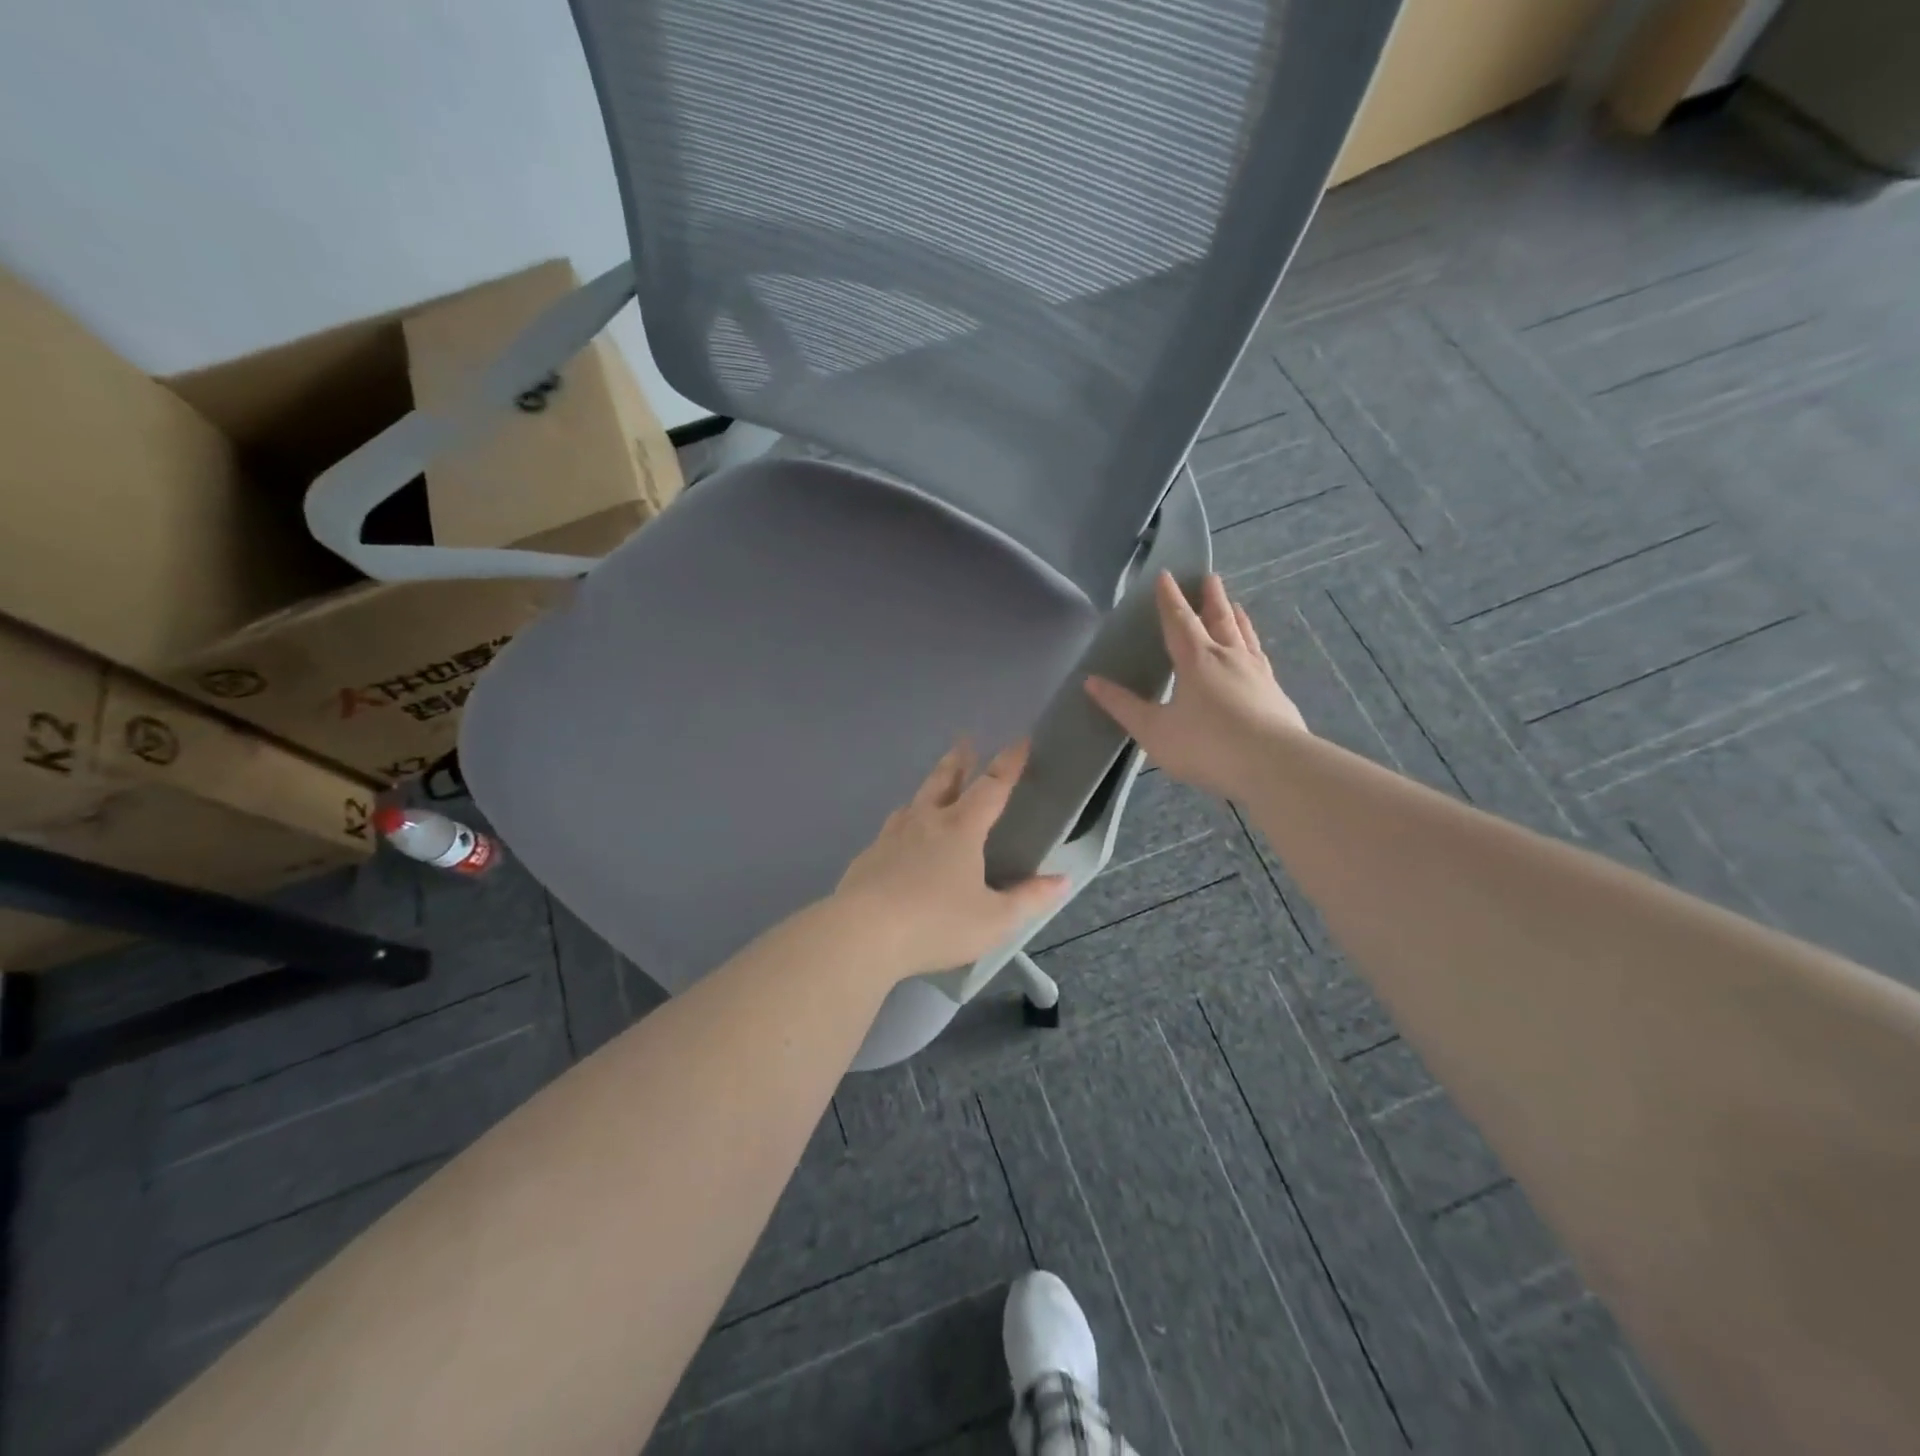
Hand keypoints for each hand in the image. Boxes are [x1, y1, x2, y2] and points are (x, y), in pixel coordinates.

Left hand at [832, 741, 1067, 979]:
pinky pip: (891, 829)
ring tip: (933, 788)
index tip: (1020, 740)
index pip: (991, 787)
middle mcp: (925, 822)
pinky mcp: (867, 857)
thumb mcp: (994, 920)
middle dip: (959, 760)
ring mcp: (891, 837)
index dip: (1009, 764)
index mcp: (960, 829)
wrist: (862, 934)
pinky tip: (900, 838)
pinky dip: (904, 823)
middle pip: (944, 780)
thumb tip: (1062, 880)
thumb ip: (1029, 899)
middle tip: (965, 741)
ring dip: (929, 788)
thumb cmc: (936, 924)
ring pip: (914, 801)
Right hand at [1085, 571, 1306, 798]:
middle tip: (1210, 578)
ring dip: (1236, 617)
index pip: (1178, 620)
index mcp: (1195, 660)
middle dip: (1210, 599)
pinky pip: (1261, 658)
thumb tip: (1091, 682)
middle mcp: (1227, 657)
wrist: (1273, 765)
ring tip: (1236, 605)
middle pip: (1218, 619)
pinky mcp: (1275, 693)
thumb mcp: (1154, 730)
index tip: (1166, 576)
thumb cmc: (1206, 745)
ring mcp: (1256, 673)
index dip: (1169, 598)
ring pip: (1244, 636)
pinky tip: (1256, 653)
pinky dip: (1254, 646)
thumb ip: (1124, 706)